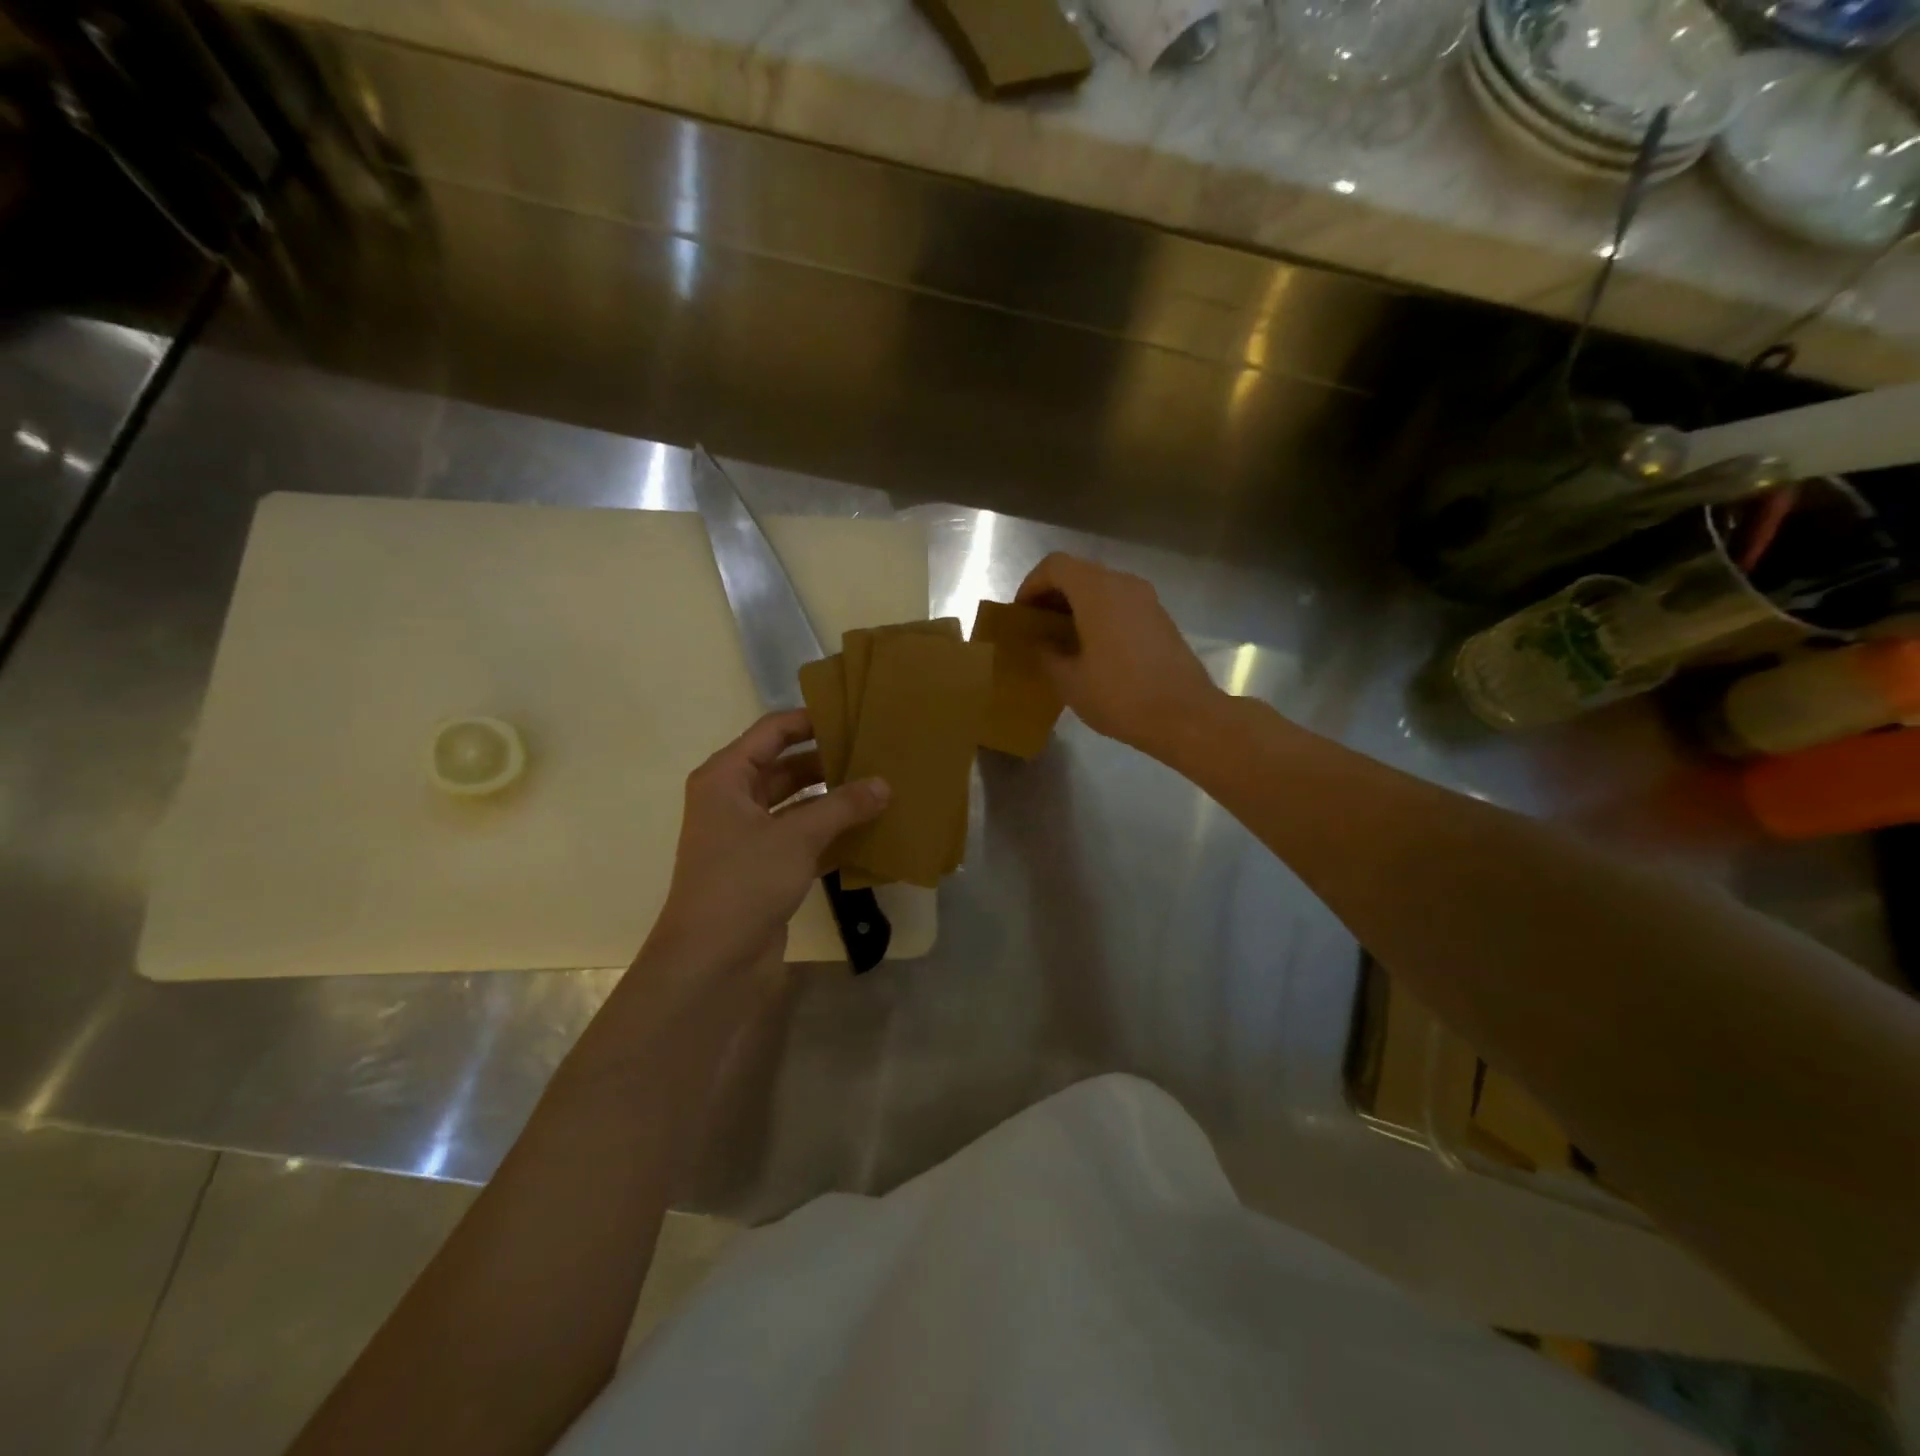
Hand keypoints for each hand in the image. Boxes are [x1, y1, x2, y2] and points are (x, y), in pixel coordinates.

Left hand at [648, 710, 888, 974]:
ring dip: (833, 799)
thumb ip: (842, 806)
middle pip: (785, 766)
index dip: (810, 719)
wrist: (712, 963)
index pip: (771, 732)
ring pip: (797, 804)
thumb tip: (884, 784)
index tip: (853, 714)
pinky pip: (802, 838)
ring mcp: (748, 837)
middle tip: (876, 752)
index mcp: (726, 778)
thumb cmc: (744, 883)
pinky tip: (868, 831)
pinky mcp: (764, 869)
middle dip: (828, 761)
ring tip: (880, 787)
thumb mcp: (796, 837)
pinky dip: (830, 834)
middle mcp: (733, 800)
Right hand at [1016, 553, 1218, 758]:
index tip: (1021, 614)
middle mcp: (1123, 584)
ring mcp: (1147, 600)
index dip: (1031, 585)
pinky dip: (1100, 615)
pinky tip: (1094, 649)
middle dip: (1053, 595)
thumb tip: (1042, 643)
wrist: (1185, 716)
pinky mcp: (1161, 618)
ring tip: (1063, 639)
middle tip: (1037, 626)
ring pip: (1102, 588)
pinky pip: (1121, 604)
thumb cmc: (1120, 696)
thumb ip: (1047, 654)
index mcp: (1097, 591)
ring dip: (1078, 605)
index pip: (1055, 565)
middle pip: (1079, 573)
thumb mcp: (1069, 682)